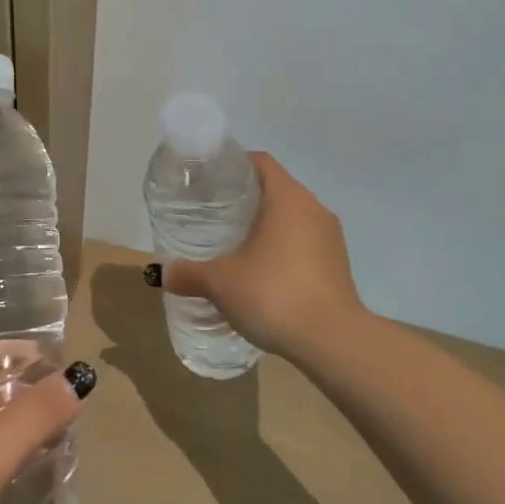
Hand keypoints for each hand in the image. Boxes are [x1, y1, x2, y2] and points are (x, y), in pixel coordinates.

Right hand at [161, 153, 367, 363]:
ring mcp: (331, 236)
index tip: (208, 181)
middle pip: (275, 188)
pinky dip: (283, 248)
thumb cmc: (274, 294)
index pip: (259, 161)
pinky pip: (305, 243)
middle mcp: (314, 208)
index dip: (233, 164)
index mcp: (287, 197)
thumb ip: (190, 274)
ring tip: (235, 244)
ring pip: (292, 217)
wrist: (333, 342)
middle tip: (213, 214)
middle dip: (245, 198)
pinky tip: (262, 272)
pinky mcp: (338, 264)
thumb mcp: (221, 283)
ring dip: (266, 225)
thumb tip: (165, 274)